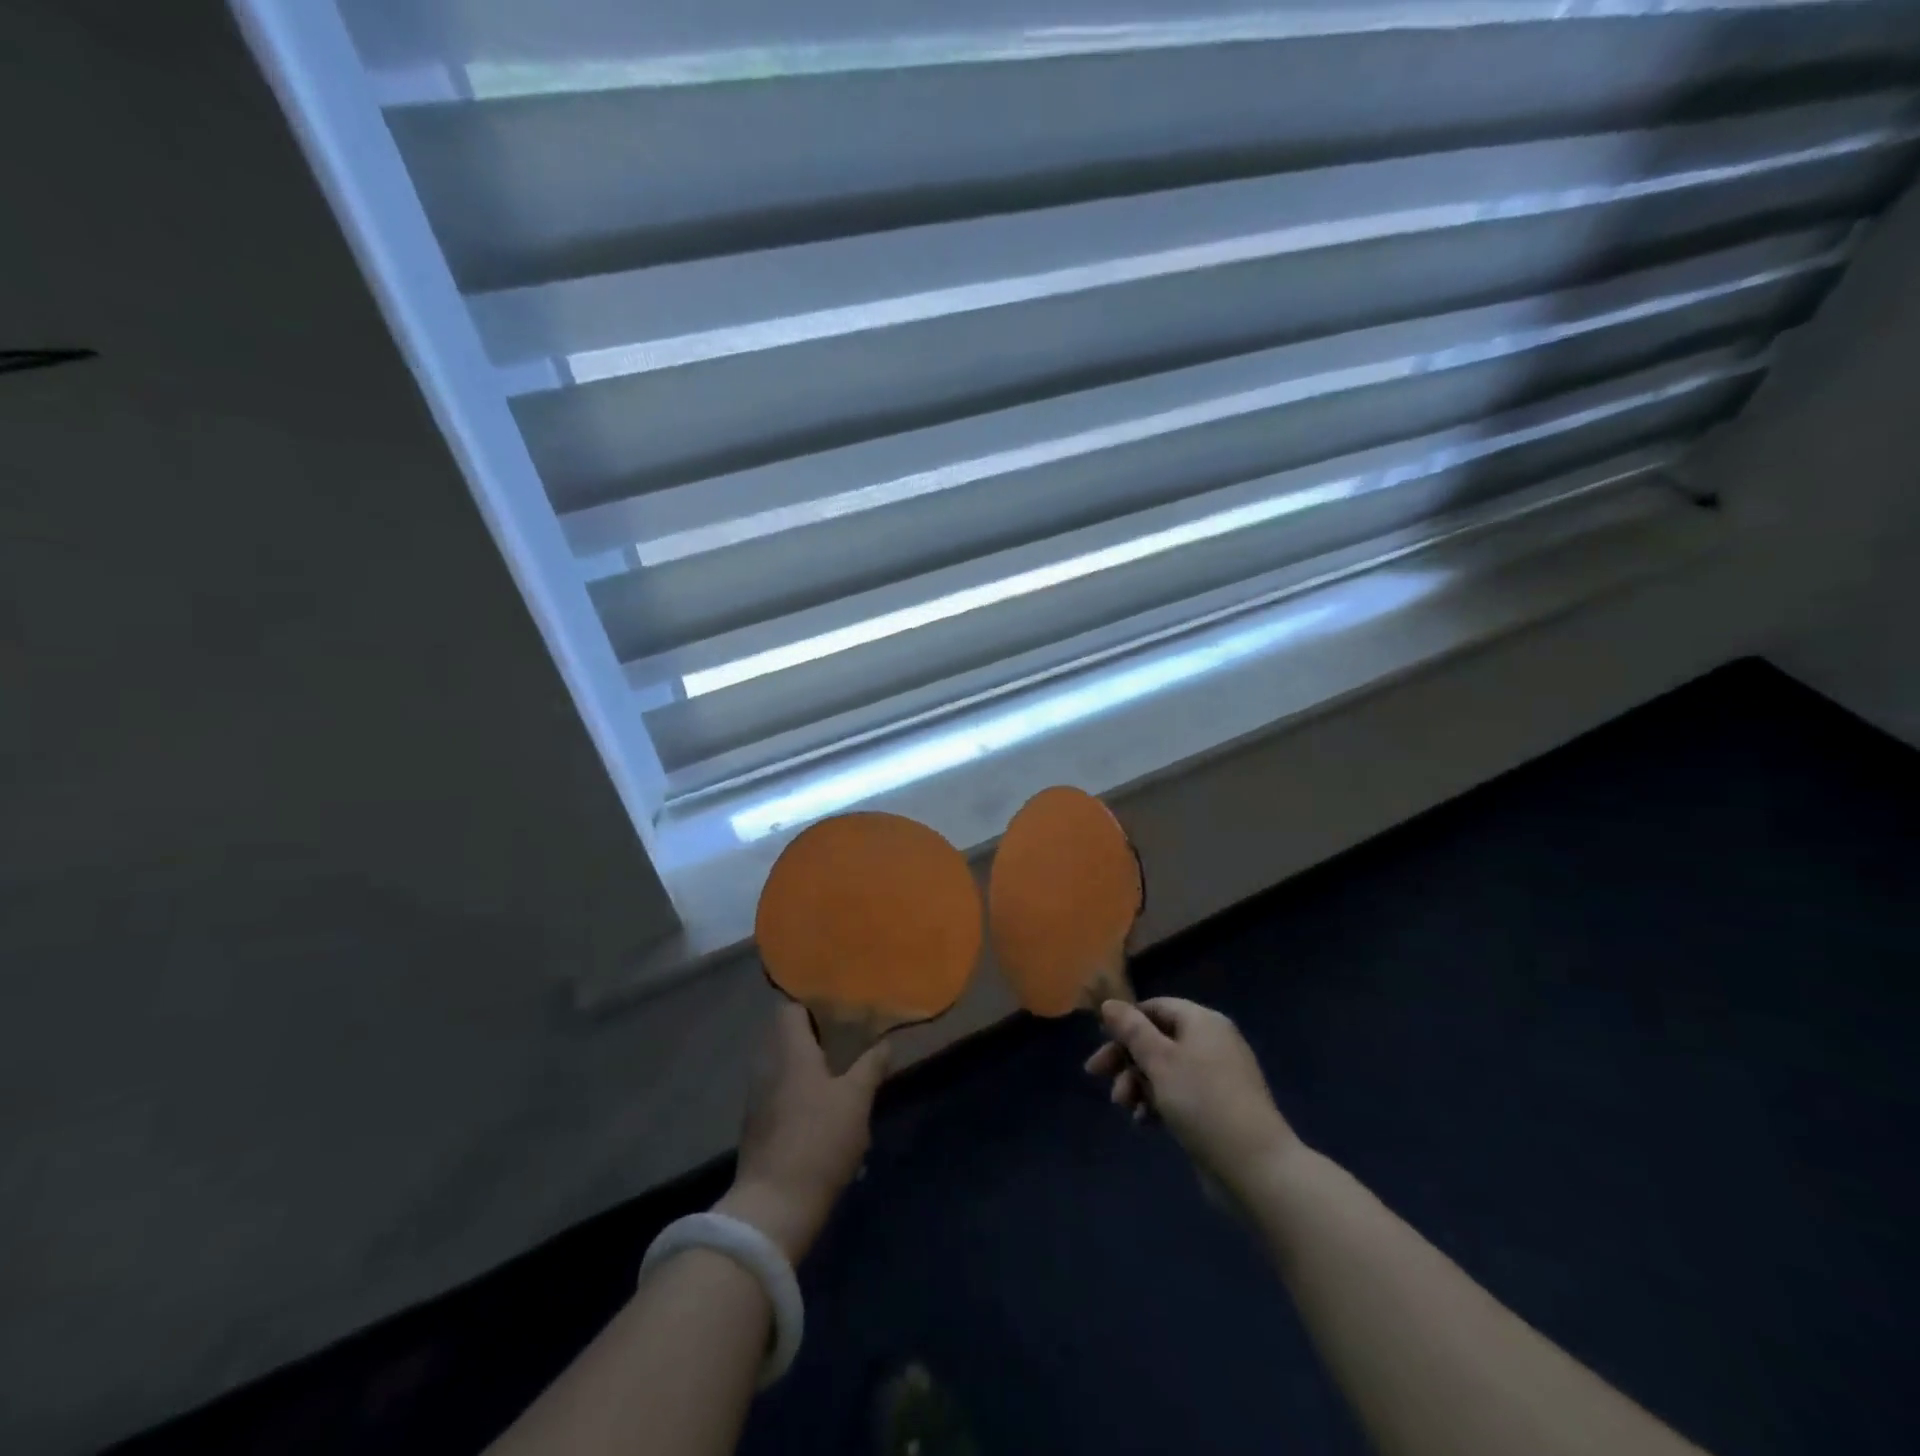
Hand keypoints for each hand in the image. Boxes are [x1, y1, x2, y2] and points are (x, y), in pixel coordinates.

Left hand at [717, 1003, 888, 1262]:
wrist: (774, 1207)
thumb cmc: (818, 1141)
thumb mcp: (856, 1100)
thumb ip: (871, 1066)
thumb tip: (885, 1043)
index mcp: (789, 1051)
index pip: (790, 1008)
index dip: (812, 1003)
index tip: (840, 1007)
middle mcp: (767, 1067)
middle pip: (787, 1037)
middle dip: (816, 1036)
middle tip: (849, 1038)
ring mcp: (758, 1098)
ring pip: (784, 1067)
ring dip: (808, 1066)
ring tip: (841, 1072)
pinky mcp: (758, 1127)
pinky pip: (779, 1092)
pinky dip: (799, 1090)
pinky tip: (823, 1107)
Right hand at [1085, 997, 1298, 1200]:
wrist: (1256, 1167)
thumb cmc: (1202, 1102)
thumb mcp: (1160, 1061)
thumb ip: (1131, 1030)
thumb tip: (1109, 1004)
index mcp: (1202, 1021)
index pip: (1155, 1008)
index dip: (1125, 1023)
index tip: (1101, 1045)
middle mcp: (1211, 1042)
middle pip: (1157, 1039)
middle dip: (1126, 1058)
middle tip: (1097, 1076)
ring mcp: (1217, 1076)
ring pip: (1165, 1069)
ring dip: (1138, 1083)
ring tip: (1125, 1107)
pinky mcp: (1217, 1107)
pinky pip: (1179, 1093)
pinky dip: (1158, 1102)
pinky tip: (1144, 1122)